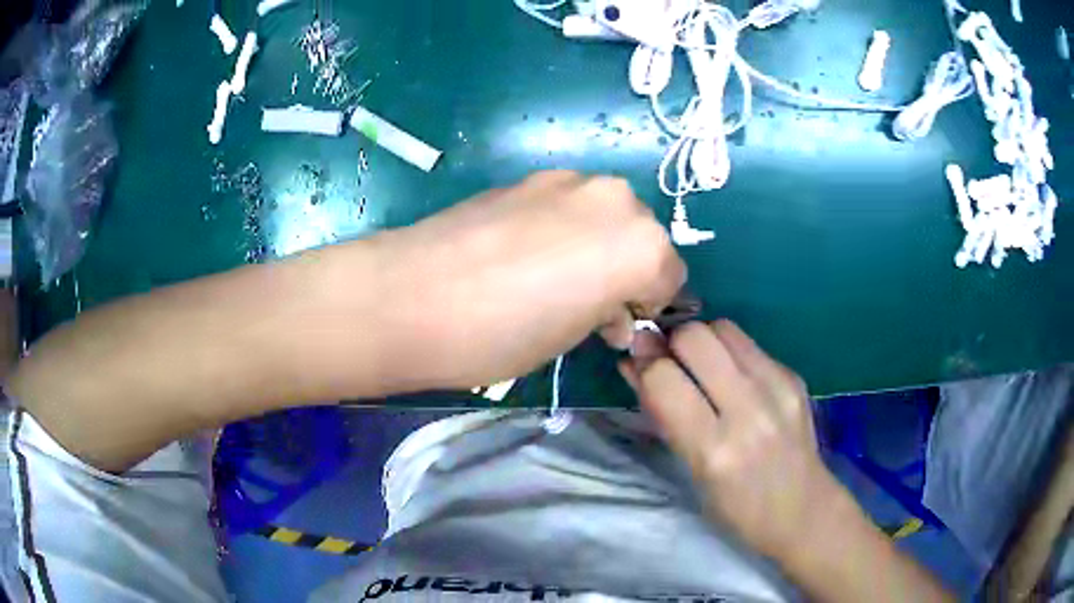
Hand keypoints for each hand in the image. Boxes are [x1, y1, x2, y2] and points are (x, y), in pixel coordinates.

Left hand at [377, 171, 684, 389]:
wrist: (410, 294)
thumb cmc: (501, 333)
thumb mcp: (573, 337)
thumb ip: (607, 311)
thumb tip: (610, 307)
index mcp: (642, 244)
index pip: (670, 278)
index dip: (647, 306)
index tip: (619, 325)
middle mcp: (615, 199)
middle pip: (642, 237)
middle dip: (625, 269)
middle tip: (587, 304)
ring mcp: (569, 179)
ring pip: (605, 215)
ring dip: (596, 244)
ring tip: (552, 277)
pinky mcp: (528, 176)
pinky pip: (568, 205)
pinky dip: (564, 226)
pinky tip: (524, 253)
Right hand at [620, 320, 843, 559]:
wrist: (804, 511)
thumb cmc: (736, 508)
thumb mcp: (692, 471)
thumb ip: (663, 415)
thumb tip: (633, 364)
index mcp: (714, 449)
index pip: (663, 378)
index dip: (643, 365)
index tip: (638, 363)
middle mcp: (749, 410)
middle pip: (695, 336)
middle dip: (673, 343)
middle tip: (672, 363)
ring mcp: (778, 387)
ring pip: (723, 327)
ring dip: (702, 341)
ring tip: (702, 367)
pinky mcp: (794, 376)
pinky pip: (749, 343)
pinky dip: (729, 351)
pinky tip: (733, 378)